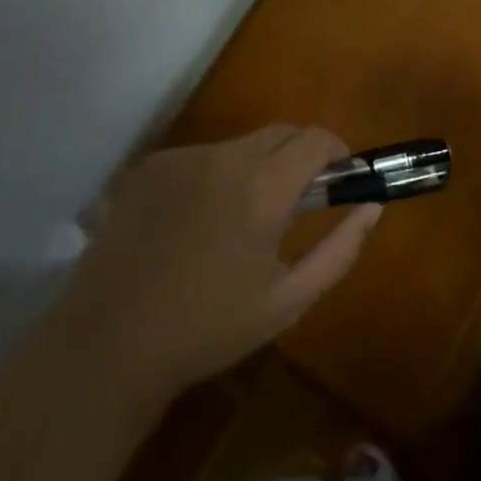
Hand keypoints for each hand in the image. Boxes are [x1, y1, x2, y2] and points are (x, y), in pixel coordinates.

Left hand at [75, 126, 381, 399]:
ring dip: (253, 169)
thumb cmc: (208, 329)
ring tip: (234, 221)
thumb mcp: (287, 301)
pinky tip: (192, 224)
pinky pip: (200, 158)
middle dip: (297, 158)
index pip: (316, 139)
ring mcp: (184, 157)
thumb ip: (339, 250)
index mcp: (265, 189)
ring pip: (239, 146)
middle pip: (280, 134)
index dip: (336, 151)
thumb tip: (371, 207)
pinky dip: (211, 177)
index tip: (338, 176)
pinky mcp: (151, 165)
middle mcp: (226, 158)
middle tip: (290, 203)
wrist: (109, 345)